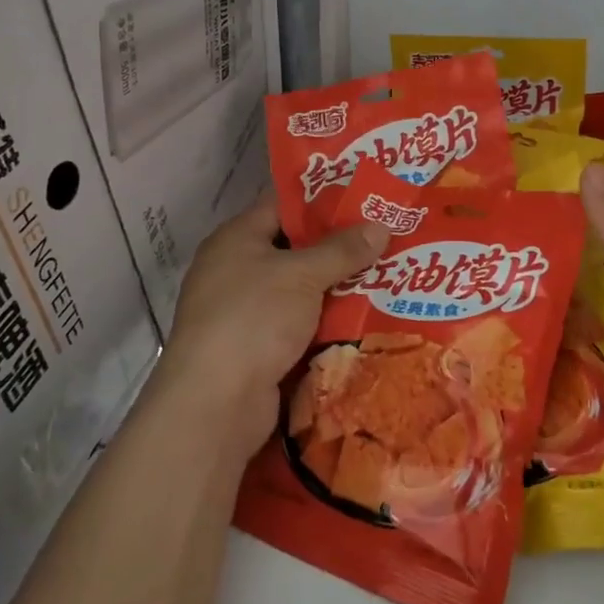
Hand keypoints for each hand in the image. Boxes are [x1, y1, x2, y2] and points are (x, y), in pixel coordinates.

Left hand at [150, 193, 387, 460]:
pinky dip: (325, 324)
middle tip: (386, 240)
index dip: (324, 201)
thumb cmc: (254, 318)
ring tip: (387, 278)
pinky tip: (365, 321)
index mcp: (236, 238)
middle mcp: (235, 270)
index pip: (283, 206)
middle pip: (295, 250)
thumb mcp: (302, 275)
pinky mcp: (256, 349)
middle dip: (339, 249)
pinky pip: (298, 326)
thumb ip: (342, 249)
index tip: (366, 201)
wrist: (215, 403)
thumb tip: (381, 225)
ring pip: (300, 292)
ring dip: (337, 290)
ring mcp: (244, 312)